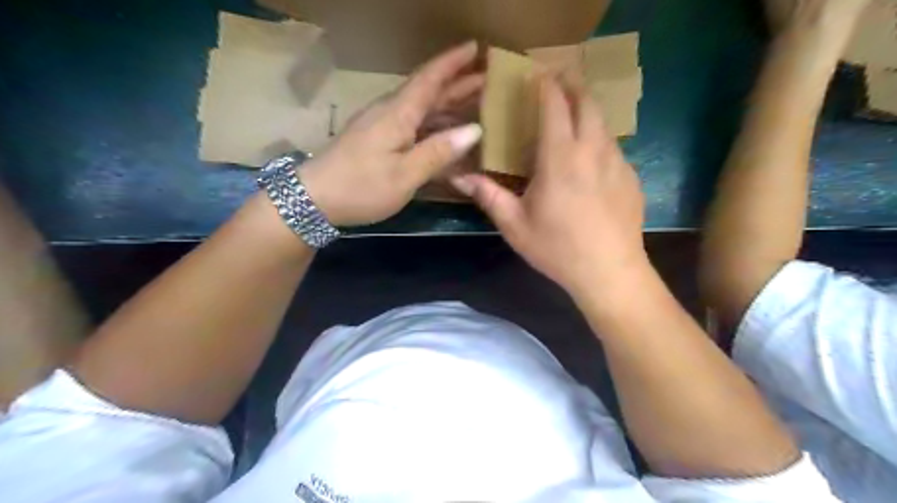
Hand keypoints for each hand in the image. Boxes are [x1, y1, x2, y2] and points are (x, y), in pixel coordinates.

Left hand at [296, 42, 483, 225]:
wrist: (314, 199)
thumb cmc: (361, 187)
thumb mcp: (405, 174)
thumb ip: (438, 152)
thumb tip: (474, 130)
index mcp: (398, 114)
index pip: (429, 79)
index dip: (453, 63)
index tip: (476, 47)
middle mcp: (391, 113)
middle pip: (428, 92)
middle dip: (458, 83)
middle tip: (487, 77)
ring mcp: (383, 127)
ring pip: (422, 110)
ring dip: (448, 105)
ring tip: (475, 104)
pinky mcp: (378, 141)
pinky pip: (413, 127)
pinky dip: (434, 127)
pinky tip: (447, 135)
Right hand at [456, 79, 644, 297]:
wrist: (610, 272)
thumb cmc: (557, 248)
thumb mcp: (515, 225)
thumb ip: (489, 196)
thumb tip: (459, 178)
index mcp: (560, 158)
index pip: (555, 105)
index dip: (546, 85)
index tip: (536, 74)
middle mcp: (593, 150)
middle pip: (587, 102)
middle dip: (572, 85)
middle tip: (557, 83)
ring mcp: (617, 162)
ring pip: (603, 124)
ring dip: (587, 112)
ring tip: (572, 118)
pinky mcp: (631, 178)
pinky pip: (614, 147)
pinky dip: (599, 140)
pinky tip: (589, 161)